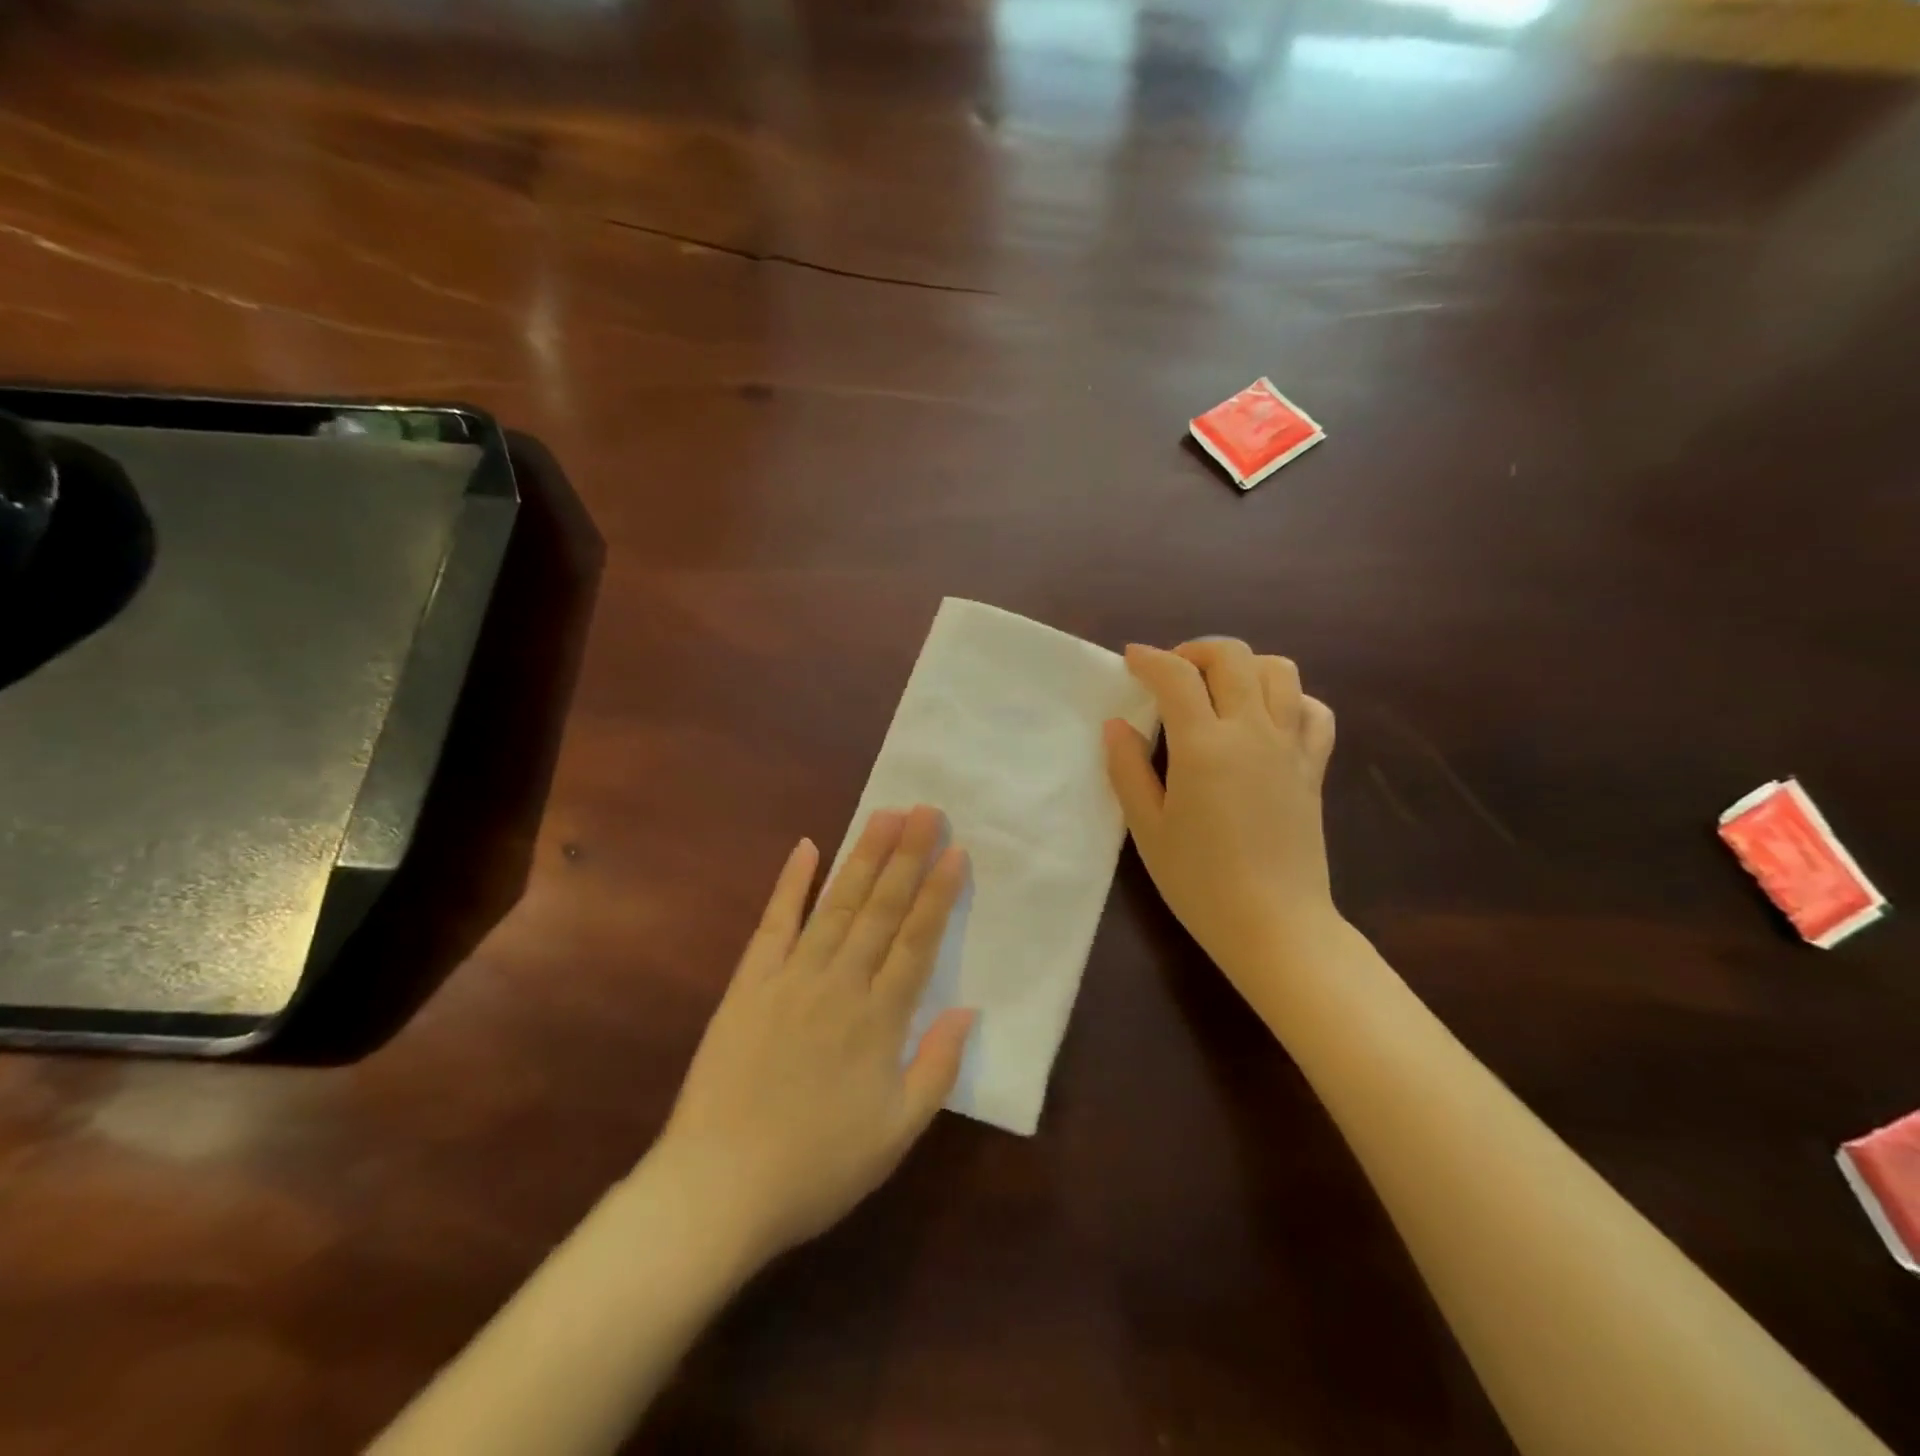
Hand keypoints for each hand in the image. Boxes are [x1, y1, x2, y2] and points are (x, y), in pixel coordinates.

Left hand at [657, 806, 976, 1263]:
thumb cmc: (817, 1167)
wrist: (718, 1189)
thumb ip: (937, 1068)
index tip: (954, 850)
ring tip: (884, 816)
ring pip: (837, 905)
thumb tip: (968, 1009)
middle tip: (926, 809)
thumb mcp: (896, 1134)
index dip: (938, 892)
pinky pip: (773, 924)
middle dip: (907, 855)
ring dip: (863, 857)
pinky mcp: (749, 984)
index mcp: (880, 1019)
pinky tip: (806, 848)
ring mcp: (791, 978)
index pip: (918, 940)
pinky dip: (790, 884)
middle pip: (881, 909)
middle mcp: (840, 984)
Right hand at [1103, 639, 1340, 986]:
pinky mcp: (1313, 767)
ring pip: (1280, 671)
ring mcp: (1290, 746)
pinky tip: (1267, 718)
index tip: (1131, 659)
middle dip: (1196, 651)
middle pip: (1233, 657)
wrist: (1275, 924)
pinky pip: (1313, 711)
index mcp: (1204, 745)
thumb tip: (1117, 725)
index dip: (1149, 659)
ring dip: (1245, 666)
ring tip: (1218, 688)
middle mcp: (1252, 731)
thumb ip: (1128, 769)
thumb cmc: (1199, 881)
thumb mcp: (1147, 828)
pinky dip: (1289, 699)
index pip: (1176, 676)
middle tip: (1172, 672)